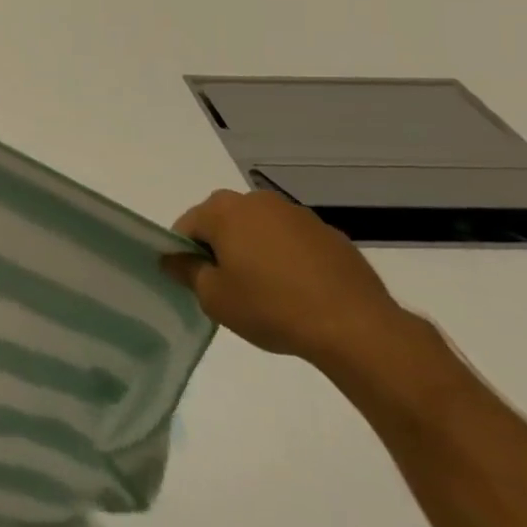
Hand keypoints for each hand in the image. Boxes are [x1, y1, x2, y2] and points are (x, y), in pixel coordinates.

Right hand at [160, 189, 414, 370]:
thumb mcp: (214, 298)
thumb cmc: (271, 307)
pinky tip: (299, 291)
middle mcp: (257, 201)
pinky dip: (287, 258)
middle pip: (223, 222)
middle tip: (229, 288)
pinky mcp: (328, 233)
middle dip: (220, 249)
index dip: (185, 255)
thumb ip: (186, 272)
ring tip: (268, 292)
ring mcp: (296, 214)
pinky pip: (292, 241)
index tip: (197, 283)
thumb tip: (171, 258)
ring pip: (259, 229)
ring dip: (254, 251)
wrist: (354, 326)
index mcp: (223, 210)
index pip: (187, 227)